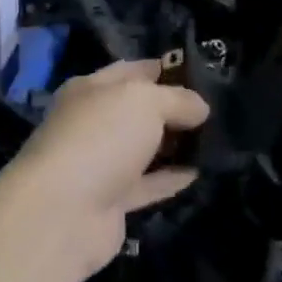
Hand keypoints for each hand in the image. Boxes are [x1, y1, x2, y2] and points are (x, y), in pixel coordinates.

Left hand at [0, 60, 209, 276]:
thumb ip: (177, 99)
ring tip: (218, 139)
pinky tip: (201, 171)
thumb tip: (200, 107)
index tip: (202, 74)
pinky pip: (147, 184)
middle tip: (218, 108)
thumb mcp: (145, 101)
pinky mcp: (110, 201)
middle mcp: (92, 123)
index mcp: (90, 89)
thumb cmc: (101, 138)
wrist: (63, 211)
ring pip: (144, 148)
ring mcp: (100, 163)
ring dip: (175, 145)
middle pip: (138, 111)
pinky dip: (171, 178)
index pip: (131, 71)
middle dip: (174, 109)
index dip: (165, 69)